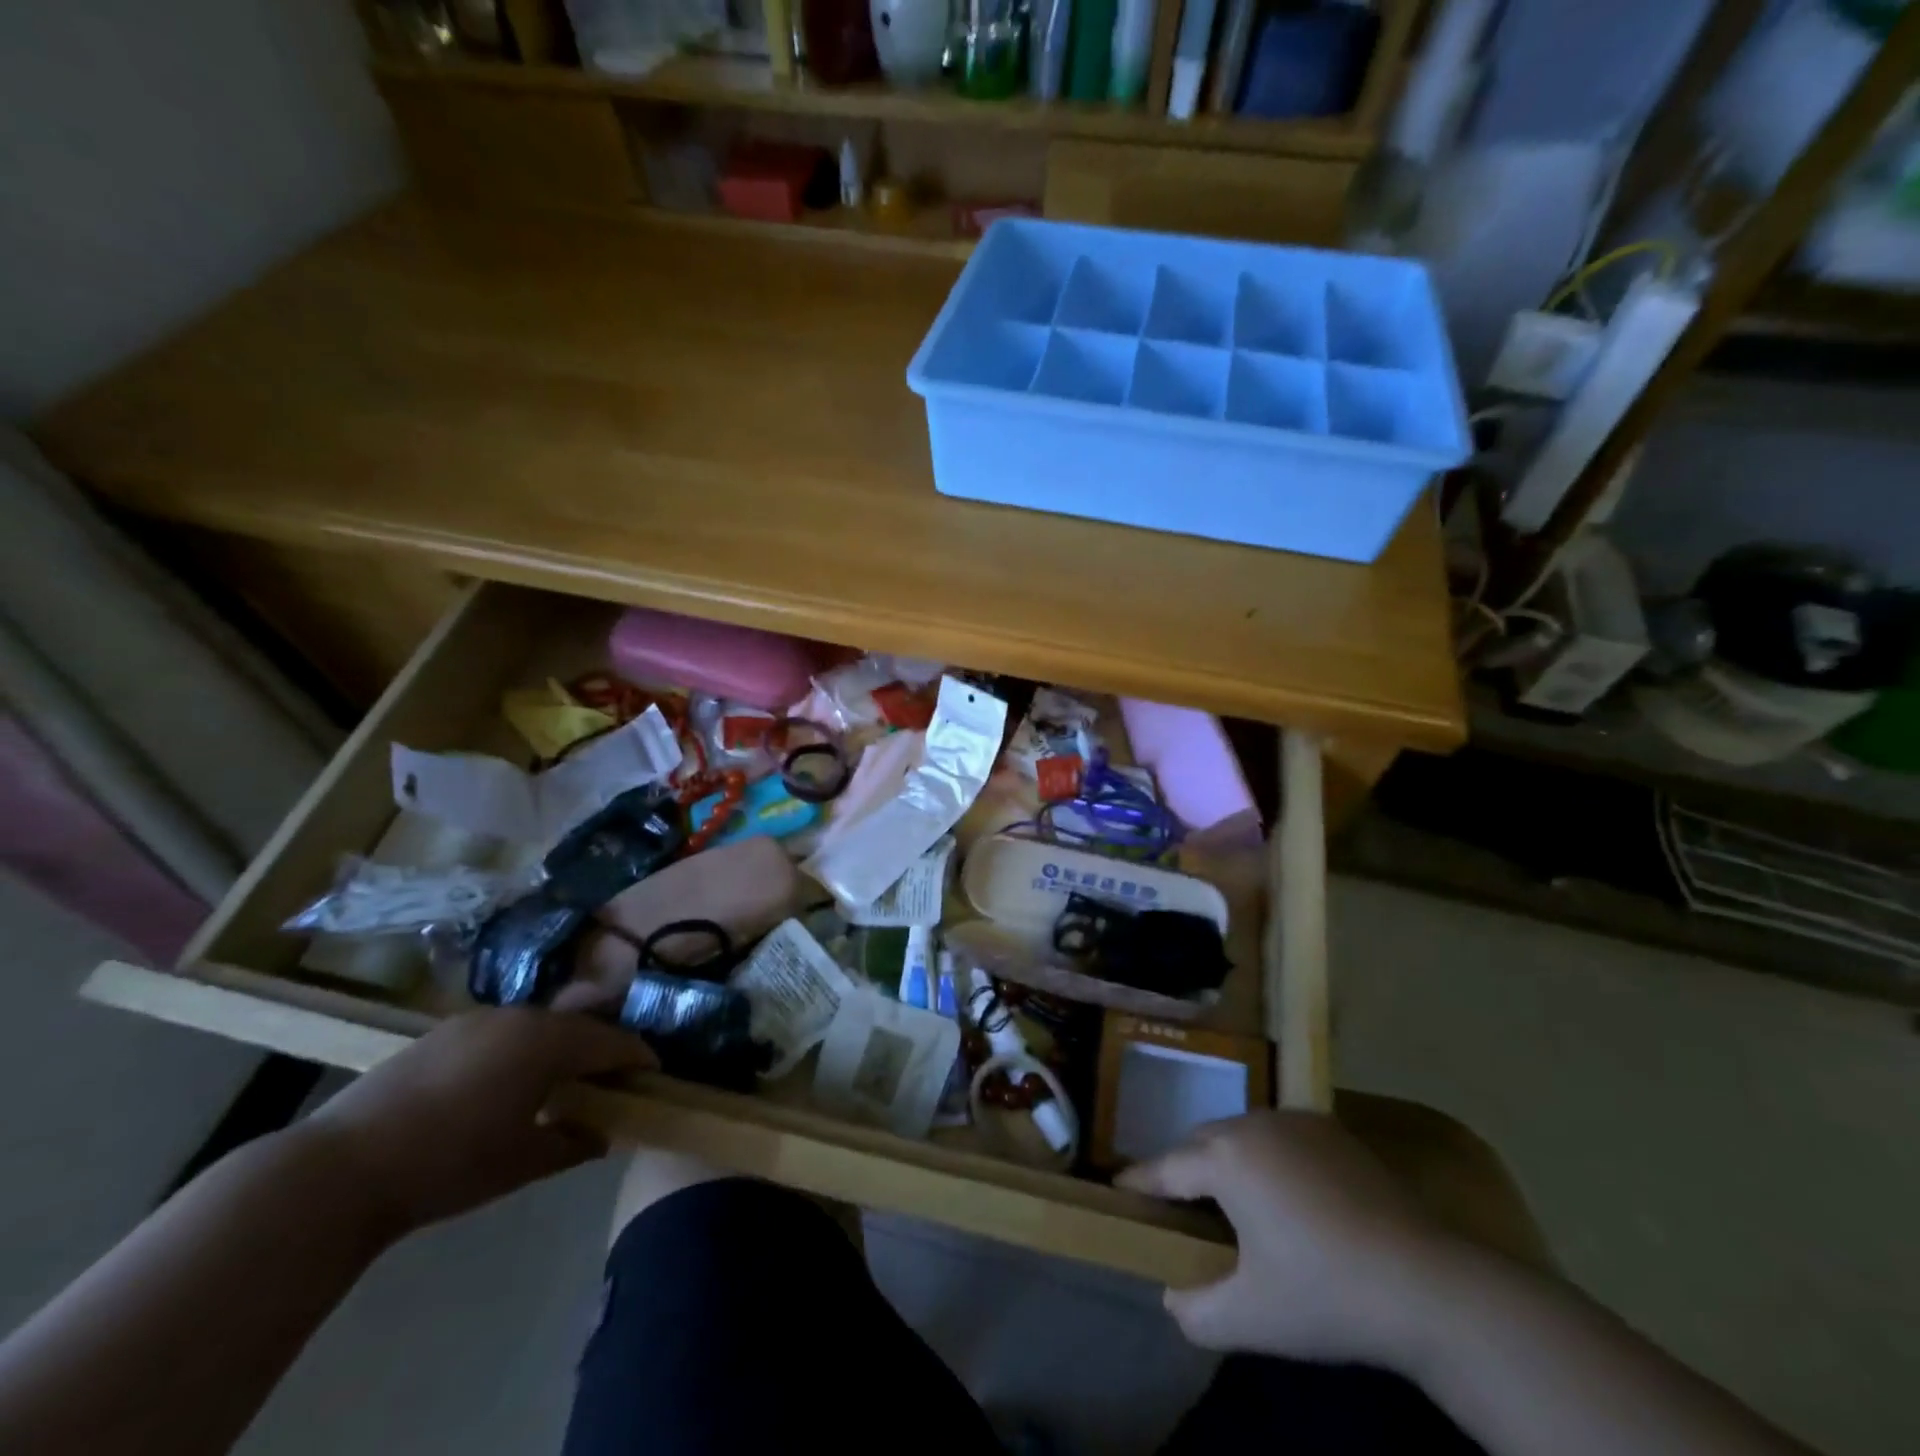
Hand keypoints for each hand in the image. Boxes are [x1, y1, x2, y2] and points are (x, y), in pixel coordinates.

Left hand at [304, 1007, 655, 1236]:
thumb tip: (605, 1134)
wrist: (338, 1170)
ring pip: (540, 1024)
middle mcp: (520, 1016)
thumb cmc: (448, 1166)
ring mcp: (478, 1019)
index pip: (612, 1040)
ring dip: (559, 1046)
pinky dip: (521, 1048)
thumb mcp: (523, 1164)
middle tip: (611, 1077)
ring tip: (560, 1079)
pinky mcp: (444, 1031)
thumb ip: (575, 1143)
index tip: (654, 1074)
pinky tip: (508, 1081)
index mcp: (547, 1042)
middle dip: (600, 1047)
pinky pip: (504, 1030)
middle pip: (578, 1024)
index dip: (638, 1056)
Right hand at [1116, 1110, 1459, 1366]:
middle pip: (1201, 1142)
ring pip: (1240, 1132)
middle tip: (1180, 1206)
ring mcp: (1295, 1120)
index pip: (1166, 1167)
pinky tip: (1286, 1192)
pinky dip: (1267, 1155)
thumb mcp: (1250, 1318)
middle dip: (1184, 1168)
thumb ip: (1195, 1310)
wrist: (1427, 1284)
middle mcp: (1252, 1124)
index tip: (1117, 1187)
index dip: (1139, 1181)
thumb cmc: (1325, 1294)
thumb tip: (1172, 1296)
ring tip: (1233, 1200)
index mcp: (1225, 1159)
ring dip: (1227, 1159)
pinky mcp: (1332, 1128)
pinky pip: (1279, 1134)